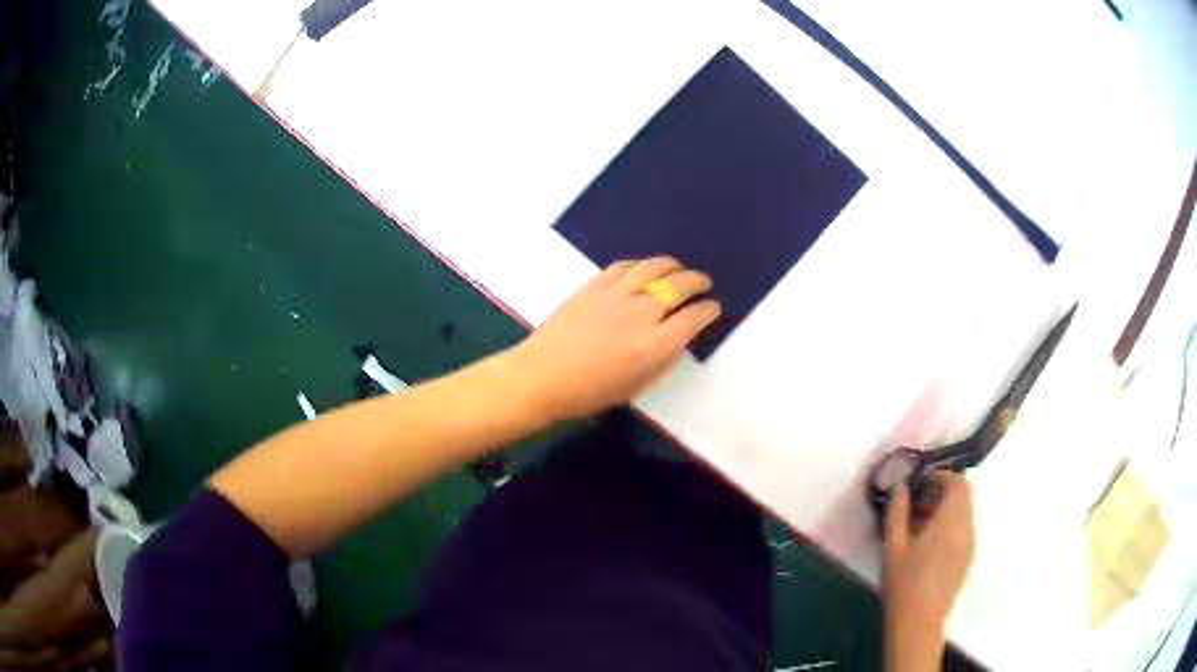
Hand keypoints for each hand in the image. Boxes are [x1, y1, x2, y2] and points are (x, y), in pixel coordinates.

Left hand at [509, 256, 720, 422]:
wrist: (543, 377)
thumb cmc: (590, 393)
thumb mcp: (638, 385)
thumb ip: (663, 359)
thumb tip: (677, 337)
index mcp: (655, 346)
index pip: (694, 318)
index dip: (708, 310)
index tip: (713, 308)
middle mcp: (640, 314)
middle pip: (679, 286)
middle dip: (698, 282)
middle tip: (704, 284)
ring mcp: (616, 295)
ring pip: (653, 267)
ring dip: (672, 265)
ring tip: (679, 268)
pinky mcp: (593, 285)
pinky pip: (624, 266)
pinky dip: (640, 265)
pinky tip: (644, 269)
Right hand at [883, 471, 974, 670]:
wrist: (918, 621)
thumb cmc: (904, 583)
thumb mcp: (893, 546)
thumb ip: (898, 512)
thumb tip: (902, 489)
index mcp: (950, 520)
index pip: (959, 483)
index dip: (942, 476)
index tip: (923, 482)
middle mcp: (966, 527)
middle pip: (963, 497)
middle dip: (943, 492)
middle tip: (918, 503)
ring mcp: (969, 544)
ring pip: (964, 514)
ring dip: (946, 510)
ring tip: (919, 526)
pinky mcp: (967, 559)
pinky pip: (963, 530)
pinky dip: (950, 526)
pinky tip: (928, 546)